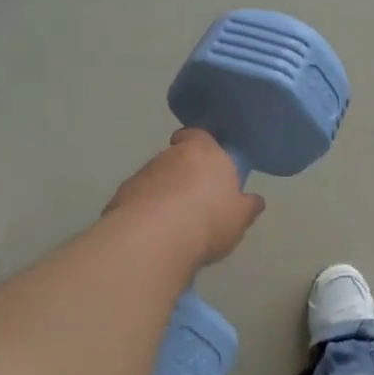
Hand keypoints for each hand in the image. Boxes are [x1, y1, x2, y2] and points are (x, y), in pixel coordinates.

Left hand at [103, 130, 264, 267]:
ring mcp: (140, 175)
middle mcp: (169, 155)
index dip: (202, 146)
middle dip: (183, 175)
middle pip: (176, 158)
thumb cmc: (208, 219)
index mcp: (203, 151)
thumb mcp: (240, 217)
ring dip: (162, 194)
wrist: (153, 240)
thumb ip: (247, 206)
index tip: (209, 164)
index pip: (198, 134)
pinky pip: (138, 201)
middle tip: (196, 202)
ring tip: (174, 225)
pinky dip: (145, 213)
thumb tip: (254, 200)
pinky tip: (154, 235)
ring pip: (155, 180)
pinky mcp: (119, 198)